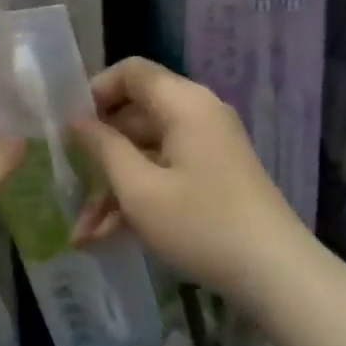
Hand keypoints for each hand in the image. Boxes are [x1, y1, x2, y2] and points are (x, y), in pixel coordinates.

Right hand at [69, 57, 312, 305]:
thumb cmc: (201, 224)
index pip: (132, 72)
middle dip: (99, 155)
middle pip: (135, 116)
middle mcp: (197, 115)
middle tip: (68, 186)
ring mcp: (207, 147)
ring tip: (83, 234)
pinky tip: (108, 238)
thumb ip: (103, 149)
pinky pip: (165, 172)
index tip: (68, 125)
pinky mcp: (212, 176)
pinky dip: (139, 198)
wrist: (276, 274)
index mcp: (184, 103)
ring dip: (113, 188)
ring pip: (146, 152)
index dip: (96, 91)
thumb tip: (76, 121)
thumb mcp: (140, 190)